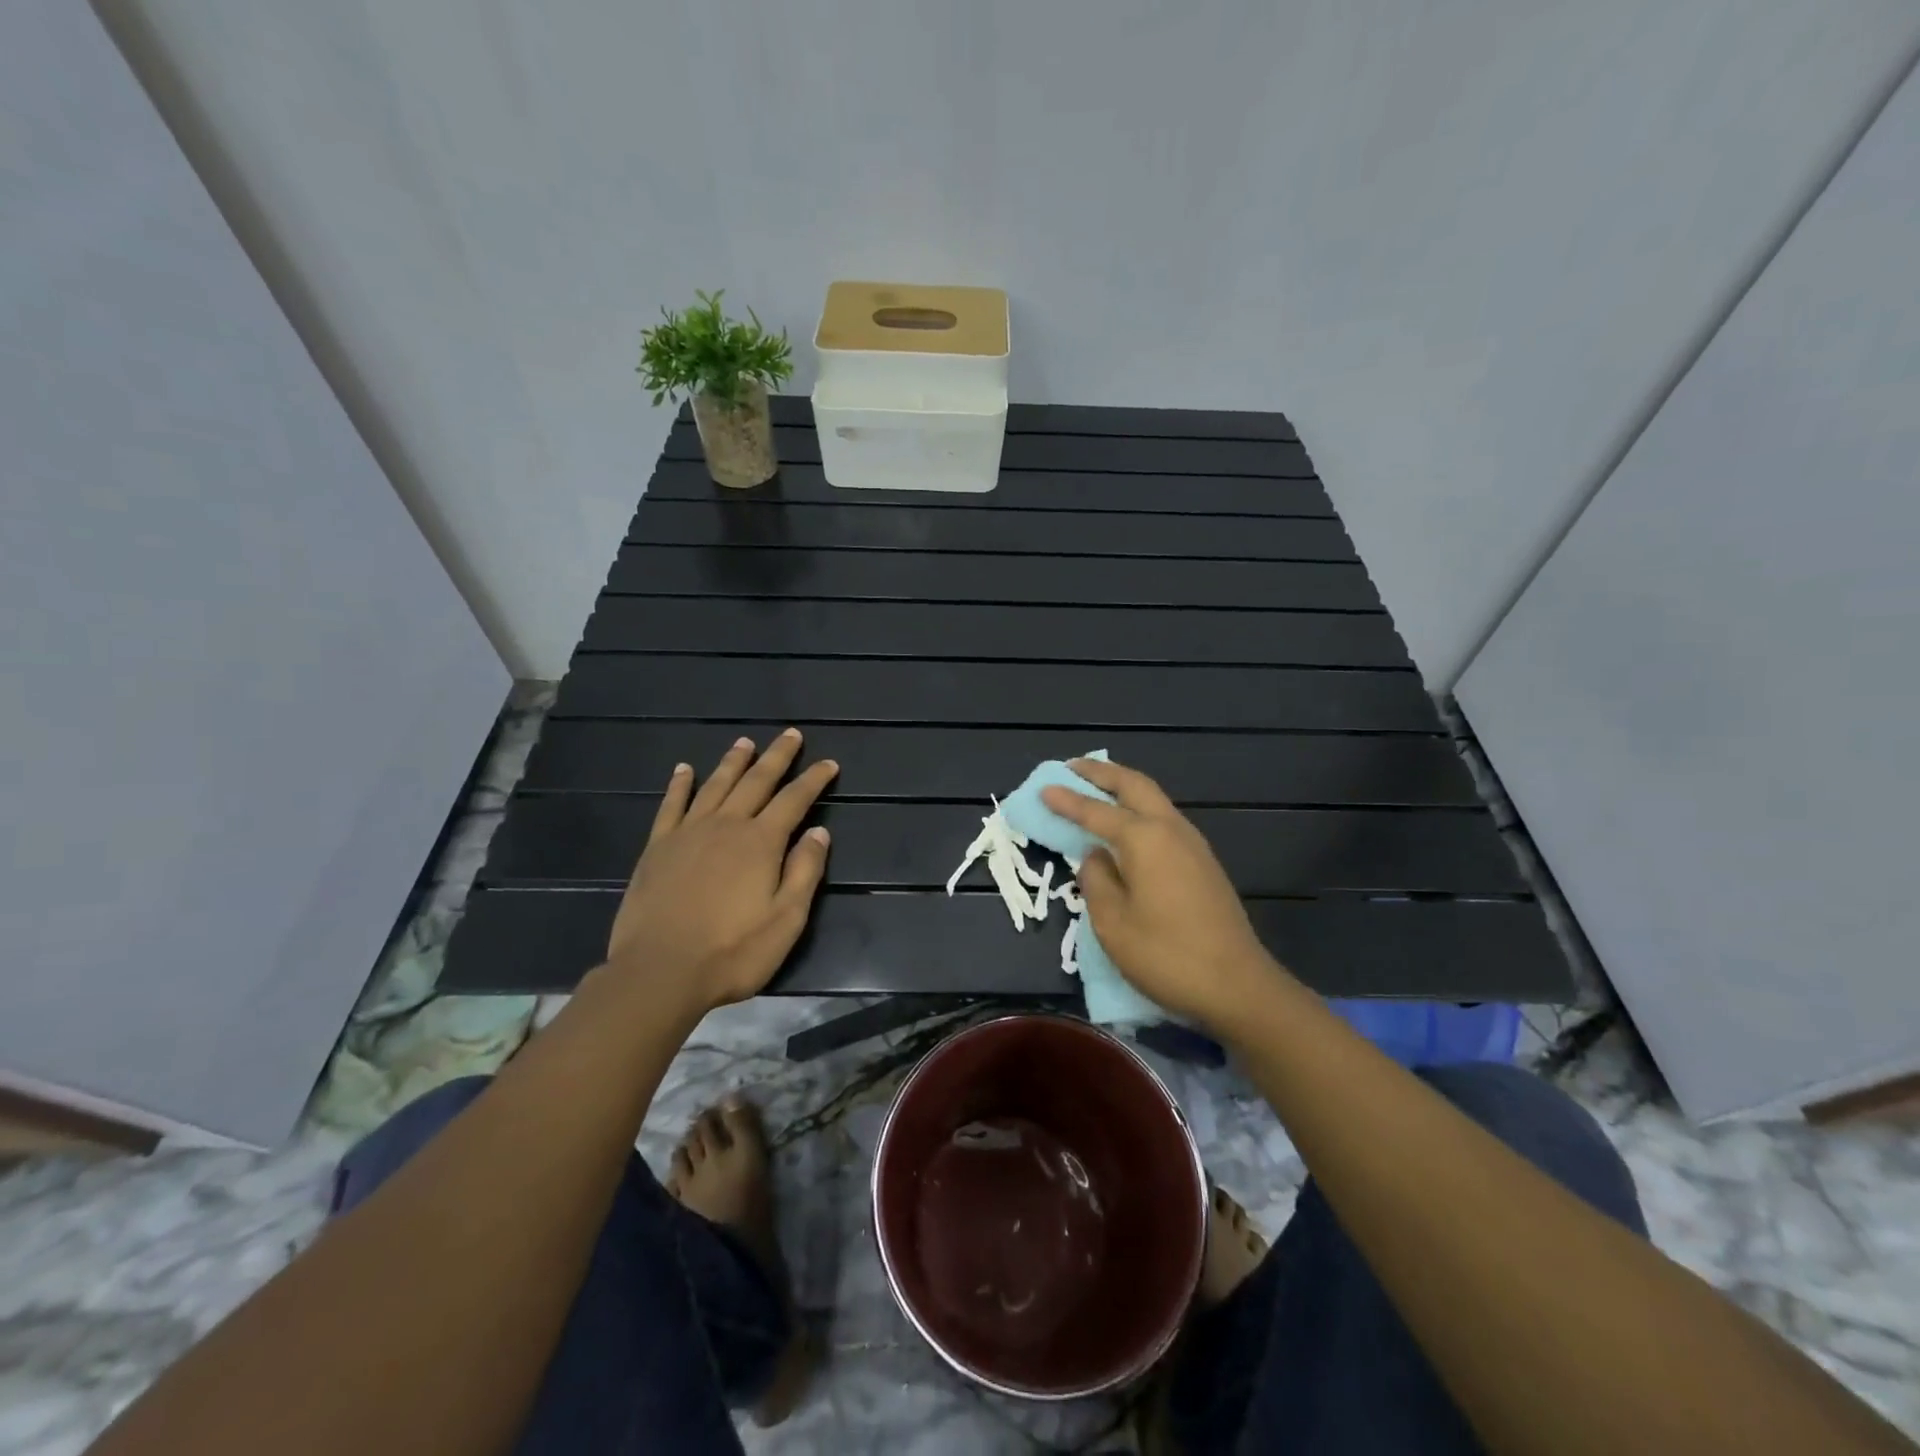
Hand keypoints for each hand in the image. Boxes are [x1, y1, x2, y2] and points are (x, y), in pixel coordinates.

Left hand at [605, 729, 836, 1013]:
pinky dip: (679, 785)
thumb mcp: (787, 920)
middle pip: (756, 782)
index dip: (814, 780)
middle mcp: (726, 826)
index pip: (794, 800)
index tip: (829, 763)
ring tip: (745, 742)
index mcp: (761, 842)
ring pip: (716, 785)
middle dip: (777, 757)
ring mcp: (688, 833)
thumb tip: (820, 832)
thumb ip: (805, 871)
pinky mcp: (658, 848)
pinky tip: (684, 770)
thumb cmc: (733, 952)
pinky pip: (671, 806)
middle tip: (791, 735)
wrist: (659, 972)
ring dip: (733, 762)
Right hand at [1041, 758, 1279, 1028]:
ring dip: (1123, 787)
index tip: (1043, 788)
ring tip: (1096, 788)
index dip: (1067, 800)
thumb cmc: (1166, 955)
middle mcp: (1171, 829)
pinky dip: (1139, 809)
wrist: (1237, 986)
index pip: (1096, 811)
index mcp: (1145, 839)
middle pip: (1134, 785)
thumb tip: (1096, 856)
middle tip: (1072, 767)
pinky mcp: (1203, 863)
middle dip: (1102, 772)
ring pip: (1153, 799)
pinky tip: (1126, 825)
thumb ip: (1096, 880)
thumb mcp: (1113, 923)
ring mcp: (1193, 844)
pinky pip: (1163, 819)